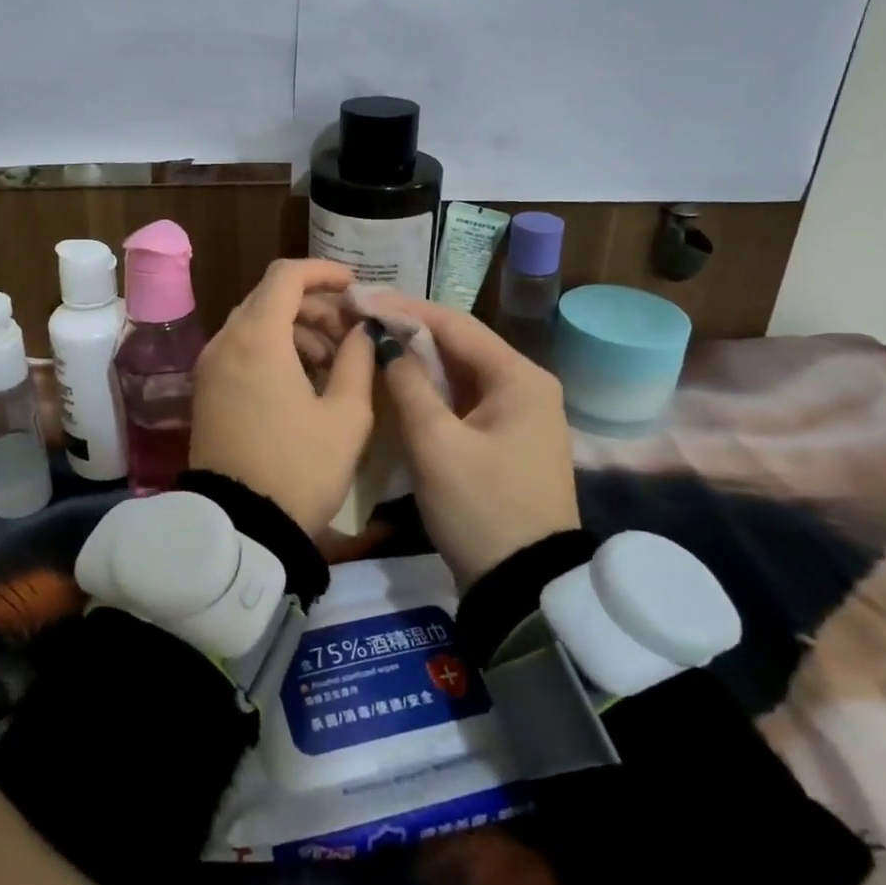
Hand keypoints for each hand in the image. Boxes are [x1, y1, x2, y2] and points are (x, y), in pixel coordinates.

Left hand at [190, 259, 376, 534]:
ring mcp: (210, 366)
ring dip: (295, 329)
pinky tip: (303, 380)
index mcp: (257, 338)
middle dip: (314, 306)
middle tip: (350, 334)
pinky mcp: (206, 390)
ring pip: (255, 324)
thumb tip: (362, 331)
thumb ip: (358, 360)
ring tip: (333, 363)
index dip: (323, 272)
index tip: (354, 287)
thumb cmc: (300, 468)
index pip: (286, 276)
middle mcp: (226, 341)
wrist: (241, 527)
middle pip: (269, 298)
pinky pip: (241, 350)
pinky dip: (273, 349)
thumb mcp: (346, 416)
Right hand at [373, 297, 579, 589]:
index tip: (360, 298)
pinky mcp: (505, 438)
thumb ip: (408, 385)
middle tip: (360, 318)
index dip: (404, 309)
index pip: (455, 324)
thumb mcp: (436, 444)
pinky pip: (462, 398)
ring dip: (417, 359)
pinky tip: (398, 383)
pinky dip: (430, 388)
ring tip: (370, 342)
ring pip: (459, 372)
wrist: (523, 586)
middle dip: (409, 330)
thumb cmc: (481, 509)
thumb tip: (386, 346)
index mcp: (519, 378)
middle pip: (459, 344)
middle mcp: (525, 386)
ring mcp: (518, 414)